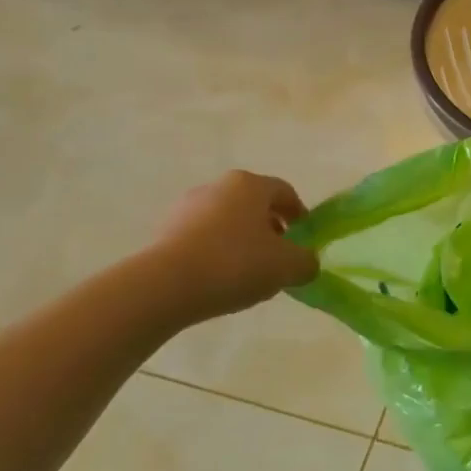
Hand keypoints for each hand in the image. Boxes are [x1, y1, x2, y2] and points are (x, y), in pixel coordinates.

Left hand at [141, 171, 318, 327]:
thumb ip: (306, 262)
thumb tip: (307, 262)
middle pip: (254, 205)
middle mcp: (218, 186)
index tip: (304, 238)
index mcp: (250, 185)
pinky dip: (216, 252)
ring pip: (226, 221)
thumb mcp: (287, 267)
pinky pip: (202, 238)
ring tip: (248, 273)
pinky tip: (219, 279)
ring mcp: (187, 207)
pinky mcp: (164, 231)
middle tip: (278, 257)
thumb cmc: (235, 264)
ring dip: (241, 241)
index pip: (285, 192)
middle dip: (270, 228)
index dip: (300, 215)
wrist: (164, 286)